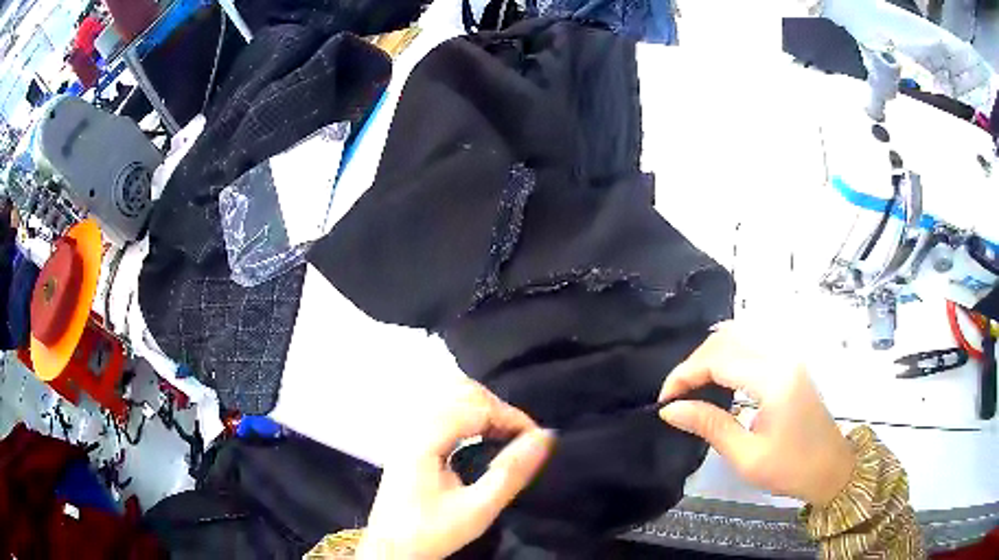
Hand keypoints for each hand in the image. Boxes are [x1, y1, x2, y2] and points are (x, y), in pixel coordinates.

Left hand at [358, 380, 553, 558]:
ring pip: (450, 396)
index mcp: (423, 440)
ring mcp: (408, 432)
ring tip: (505, 435)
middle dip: (497, 408)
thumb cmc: (431, 532)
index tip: (536, 439)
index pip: (474, 406)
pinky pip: (443, 410)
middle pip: (460, 391)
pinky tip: (482, 436)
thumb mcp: (477, 510)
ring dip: (483, 409)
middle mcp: (412, 427)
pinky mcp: (410, 441)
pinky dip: (469, 415)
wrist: (390, 550)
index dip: (510, 416)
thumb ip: (510, 473)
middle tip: (520, 437)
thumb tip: (545, 437)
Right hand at [657, 323, 854, 505]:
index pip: (719, 359)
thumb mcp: (747, 457)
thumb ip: (710, 426)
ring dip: (710, 354)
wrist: (831, 469)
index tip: (664, 400)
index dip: (685, 374)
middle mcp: (782, 357)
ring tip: (692, 385)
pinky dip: (728, 354)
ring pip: (740, 335)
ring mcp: (789, 356)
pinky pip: (752, 344)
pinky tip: (717, 375)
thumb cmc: (791, 469)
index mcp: (774, 379)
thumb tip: (670, 409)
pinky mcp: (790, 363)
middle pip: (728, 338)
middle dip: (695, 361)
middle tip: (675, 394)